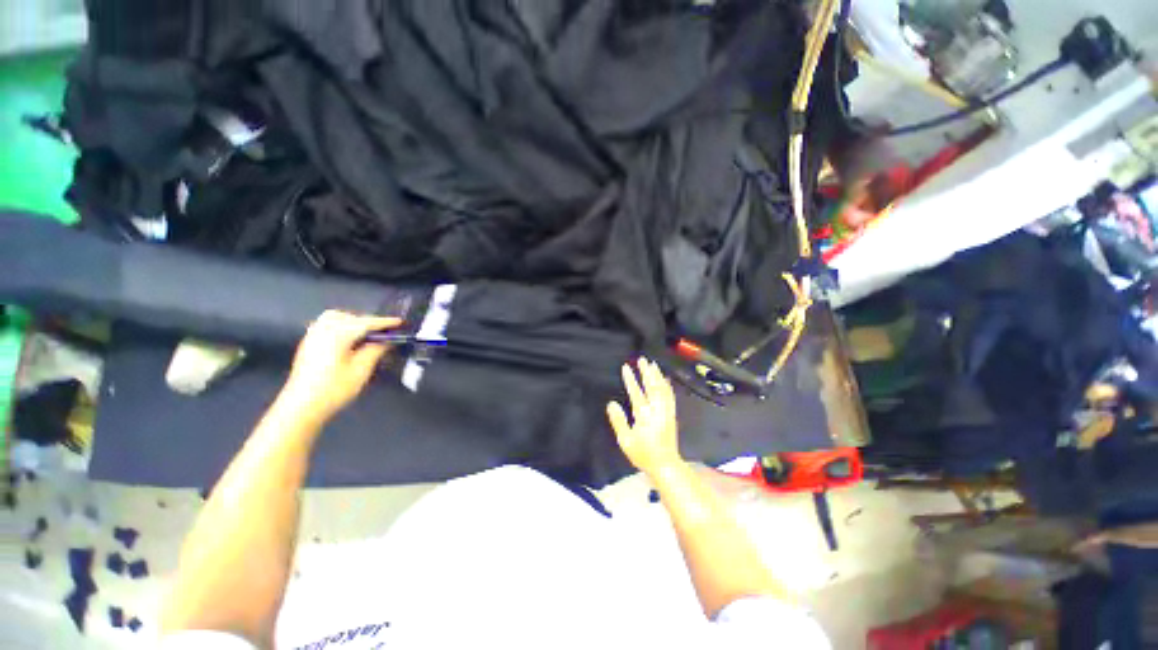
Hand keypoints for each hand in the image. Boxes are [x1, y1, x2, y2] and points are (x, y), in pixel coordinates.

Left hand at [279, 311, 401, 420]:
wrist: (301, 407)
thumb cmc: (334, 389)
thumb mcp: (361, 370)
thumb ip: (375, 350)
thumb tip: (387, 340)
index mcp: (337, 335)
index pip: (366, 323)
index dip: (384, 322)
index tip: (400, 322)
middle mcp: (323, 330)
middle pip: (348, 317)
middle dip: (366, 321)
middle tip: (382, 333)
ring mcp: (313, 337)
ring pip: (334, 319)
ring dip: (352, 322)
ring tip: (365, 335)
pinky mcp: (308, 345)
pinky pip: (325, 326)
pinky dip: (341, 327)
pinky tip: (348, 341)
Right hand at [606, 358, 682, 475]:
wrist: (665, 465)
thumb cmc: (643, 454)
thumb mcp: (625, 440)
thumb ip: (618, 421)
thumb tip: (611, 403)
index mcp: (644, 415)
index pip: (636, 392)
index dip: (630, 379)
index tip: (626, 367)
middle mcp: (656, 409)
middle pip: (651, 386)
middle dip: (646, 372)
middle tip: (642, 359)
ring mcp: (666, 411)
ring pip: (662, 389)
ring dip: (657, 376)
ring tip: (653, 365)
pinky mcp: (672, 415)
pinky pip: (670, 396)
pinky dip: (667, 386)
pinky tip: (665, 380)